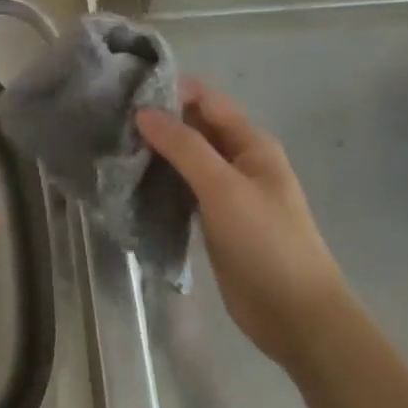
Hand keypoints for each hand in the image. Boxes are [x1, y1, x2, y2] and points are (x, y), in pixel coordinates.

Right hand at [138, 80, 344, 374]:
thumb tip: (143, 111)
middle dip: (158, 121)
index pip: (205, 99)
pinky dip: (161, 181)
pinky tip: (131, 181)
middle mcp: (239, 159)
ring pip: (186, 158)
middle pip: (194, 126)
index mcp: (250, 142)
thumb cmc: (265, 243)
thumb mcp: (224, 188)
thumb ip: (184, 146)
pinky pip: (183, 188)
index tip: (126, 93)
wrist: (296, 317)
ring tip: (114, 147)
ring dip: (156, 151)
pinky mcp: (214, 218)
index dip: (169, 91)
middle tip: (111, 121)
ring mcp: (227, 191)